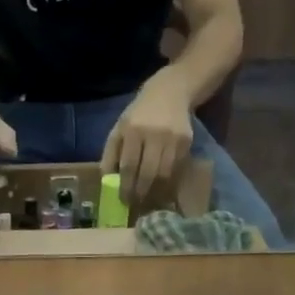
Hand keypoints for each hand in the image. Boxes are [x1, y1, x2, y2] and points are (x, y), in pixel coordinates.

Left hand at [101, 75, 193, 202]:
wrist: (171, 92)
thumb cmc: (139, 113)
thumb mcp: (119, 128)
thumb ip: (111, 154)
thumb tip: (107, 181)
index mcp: (133, 131)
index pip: (129, 166)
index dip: (126, 186)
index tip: (123, 199)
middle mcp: (154, 135)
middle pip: (148, 173)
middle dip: (141, 192)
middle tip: (135, 203)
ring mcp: (173, 138)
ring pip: (164, 174)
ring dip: (156, 191)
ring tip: (148, 198)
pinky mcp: (186, 141)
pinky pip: (176, 168)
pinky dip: (168, 180)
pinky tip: (161, 186)